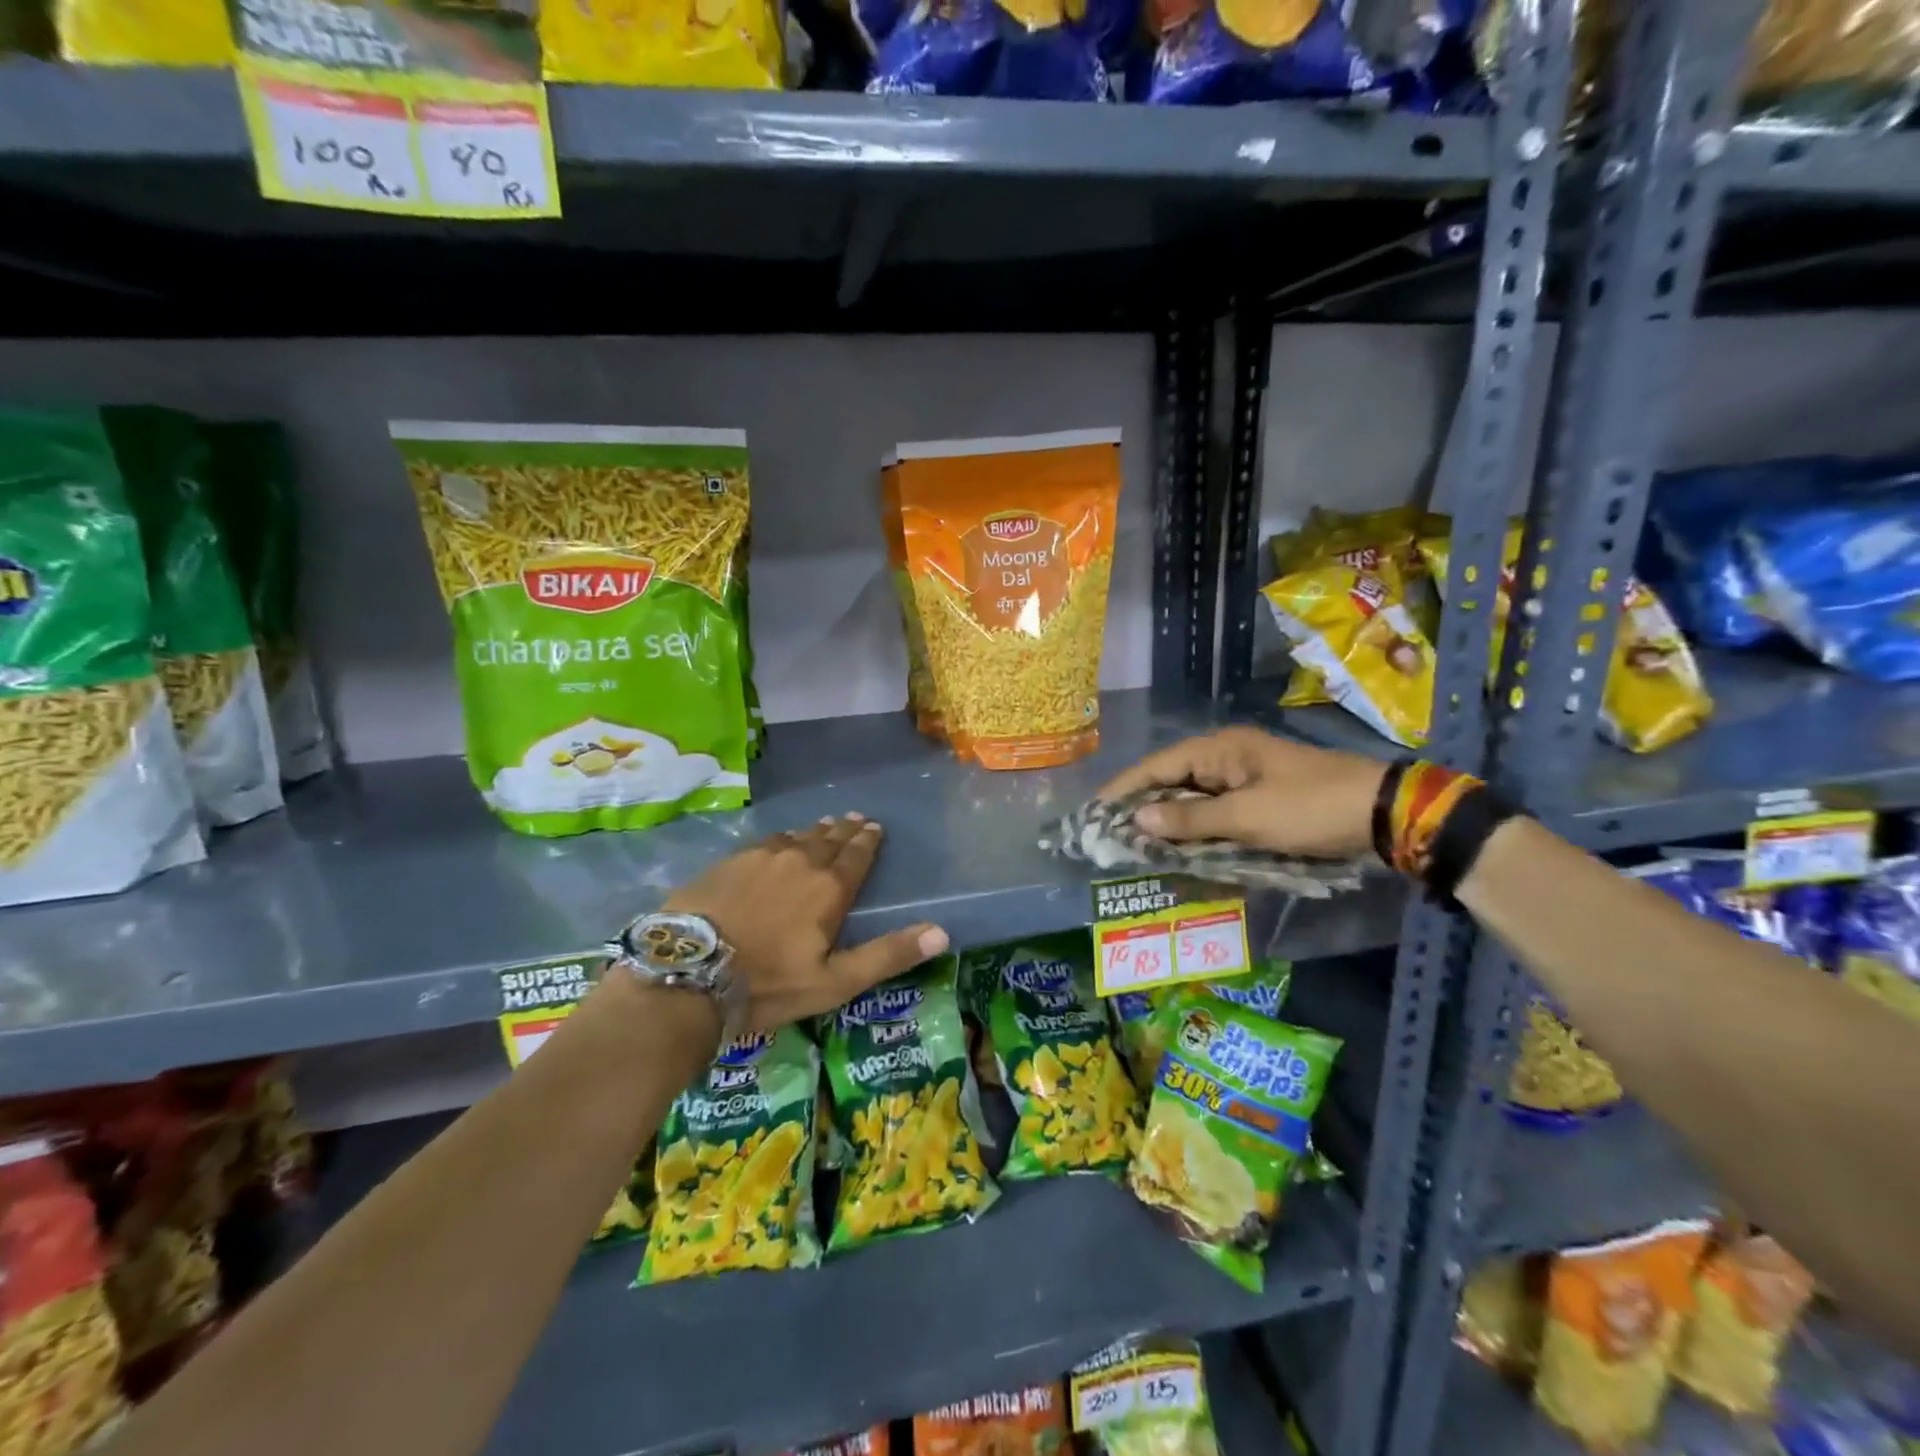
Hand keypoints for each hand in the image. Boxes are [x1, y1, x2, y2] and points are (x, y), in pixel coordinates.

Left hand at [664, 814, 948, 1032]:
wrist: (689, 972)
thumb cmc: (769, 983)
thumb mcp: (835, 981)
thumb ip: (888, 954)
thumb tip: (942, 931)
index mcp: (829, 887)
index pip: (856, 855)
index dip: (868, 841)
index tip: (875, 827)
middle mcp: (800, 861)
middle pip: (828, 839)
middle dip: (845, 830)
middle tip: (855, 819)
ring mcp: (761, 857)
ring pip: (796, 836)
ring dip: (814, 831)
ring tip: (824, 826)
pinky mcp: (729, 861)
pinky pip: (765, 841)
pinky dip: (781, 839)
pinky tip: (779, 841)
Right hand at [1098, 727, 1386, 860]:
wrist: (1383, 813)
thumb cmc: (1309, 808)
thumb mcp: (1247, 817)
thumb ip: (1190, 819)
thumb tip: (1137, 818)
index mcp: (1220, 750)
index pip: (1157, 766)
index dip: (1124, 789)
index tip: (1095, 812)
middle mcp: (1227, 756)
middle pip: (1172, 780)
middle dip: (1143, 807)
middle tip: (1112, 835)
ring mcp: (1245, 775)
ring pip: (1193, 797)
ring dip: (1169, 819)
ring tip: (1138, 844)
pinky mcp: (1261, 795)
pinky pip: (1216, 809)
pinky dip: (1197, 827)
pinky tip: (1181, 846)